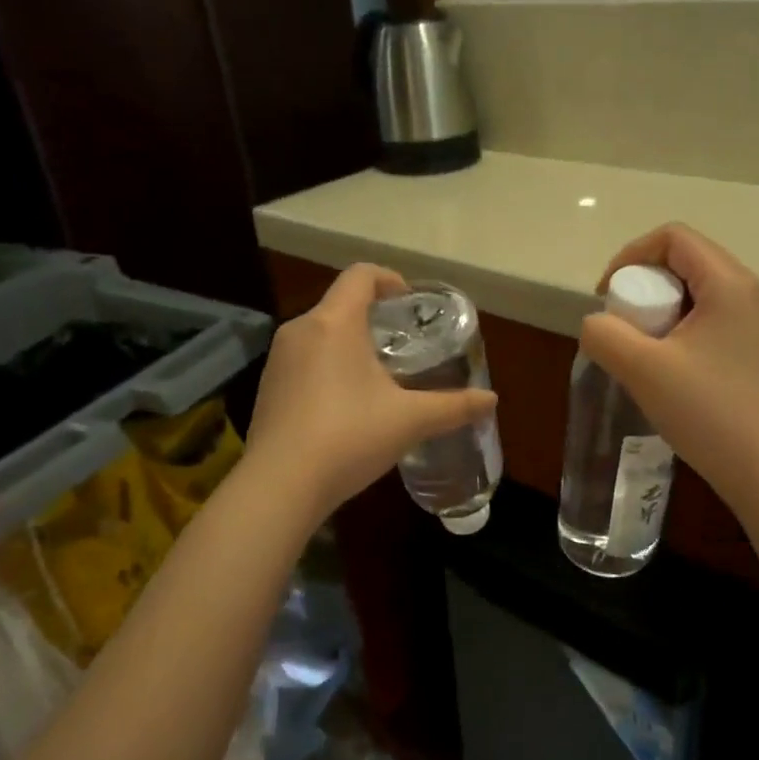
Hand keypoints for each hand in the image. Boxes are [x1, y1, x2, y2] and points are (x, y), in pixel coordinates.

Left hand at [246, 264, 496, 518]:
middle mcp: (300, 330)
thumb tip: (491, 400)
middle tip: (403, 347)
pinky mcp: (267, 389)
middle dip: (373, 319)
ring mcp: (278, 361)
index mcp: (334, 323)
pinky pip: (303, 364)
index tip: (410, 303)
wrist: (280, 485)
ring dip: (349, 346)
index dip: (389, 280)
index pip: (360, 275)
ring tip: (377, 378)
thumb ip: (453, 406)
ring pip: (320, 336)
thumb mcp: (410, 421)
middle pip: (340, 305)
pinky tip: (345, 408)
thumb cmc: (349, 437)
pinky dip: (327, 370)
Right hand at [580, 223, 758, 509]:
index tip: (608, 296)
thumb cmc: (706, 411)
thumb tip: (597, 324)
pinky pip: (714, 320)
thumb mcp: (642, 369)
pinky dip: (684, 329)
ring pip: (701, 292)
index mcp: (730, 284)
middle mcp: (752, 293)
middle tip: (625, 325)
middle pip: (688, 261)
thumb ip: (605, 335)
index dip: (631, 256)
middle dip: (646, 284)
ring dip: (664, 309)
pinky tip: (672, 369)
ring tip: (645, 349)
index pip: (674, 238)